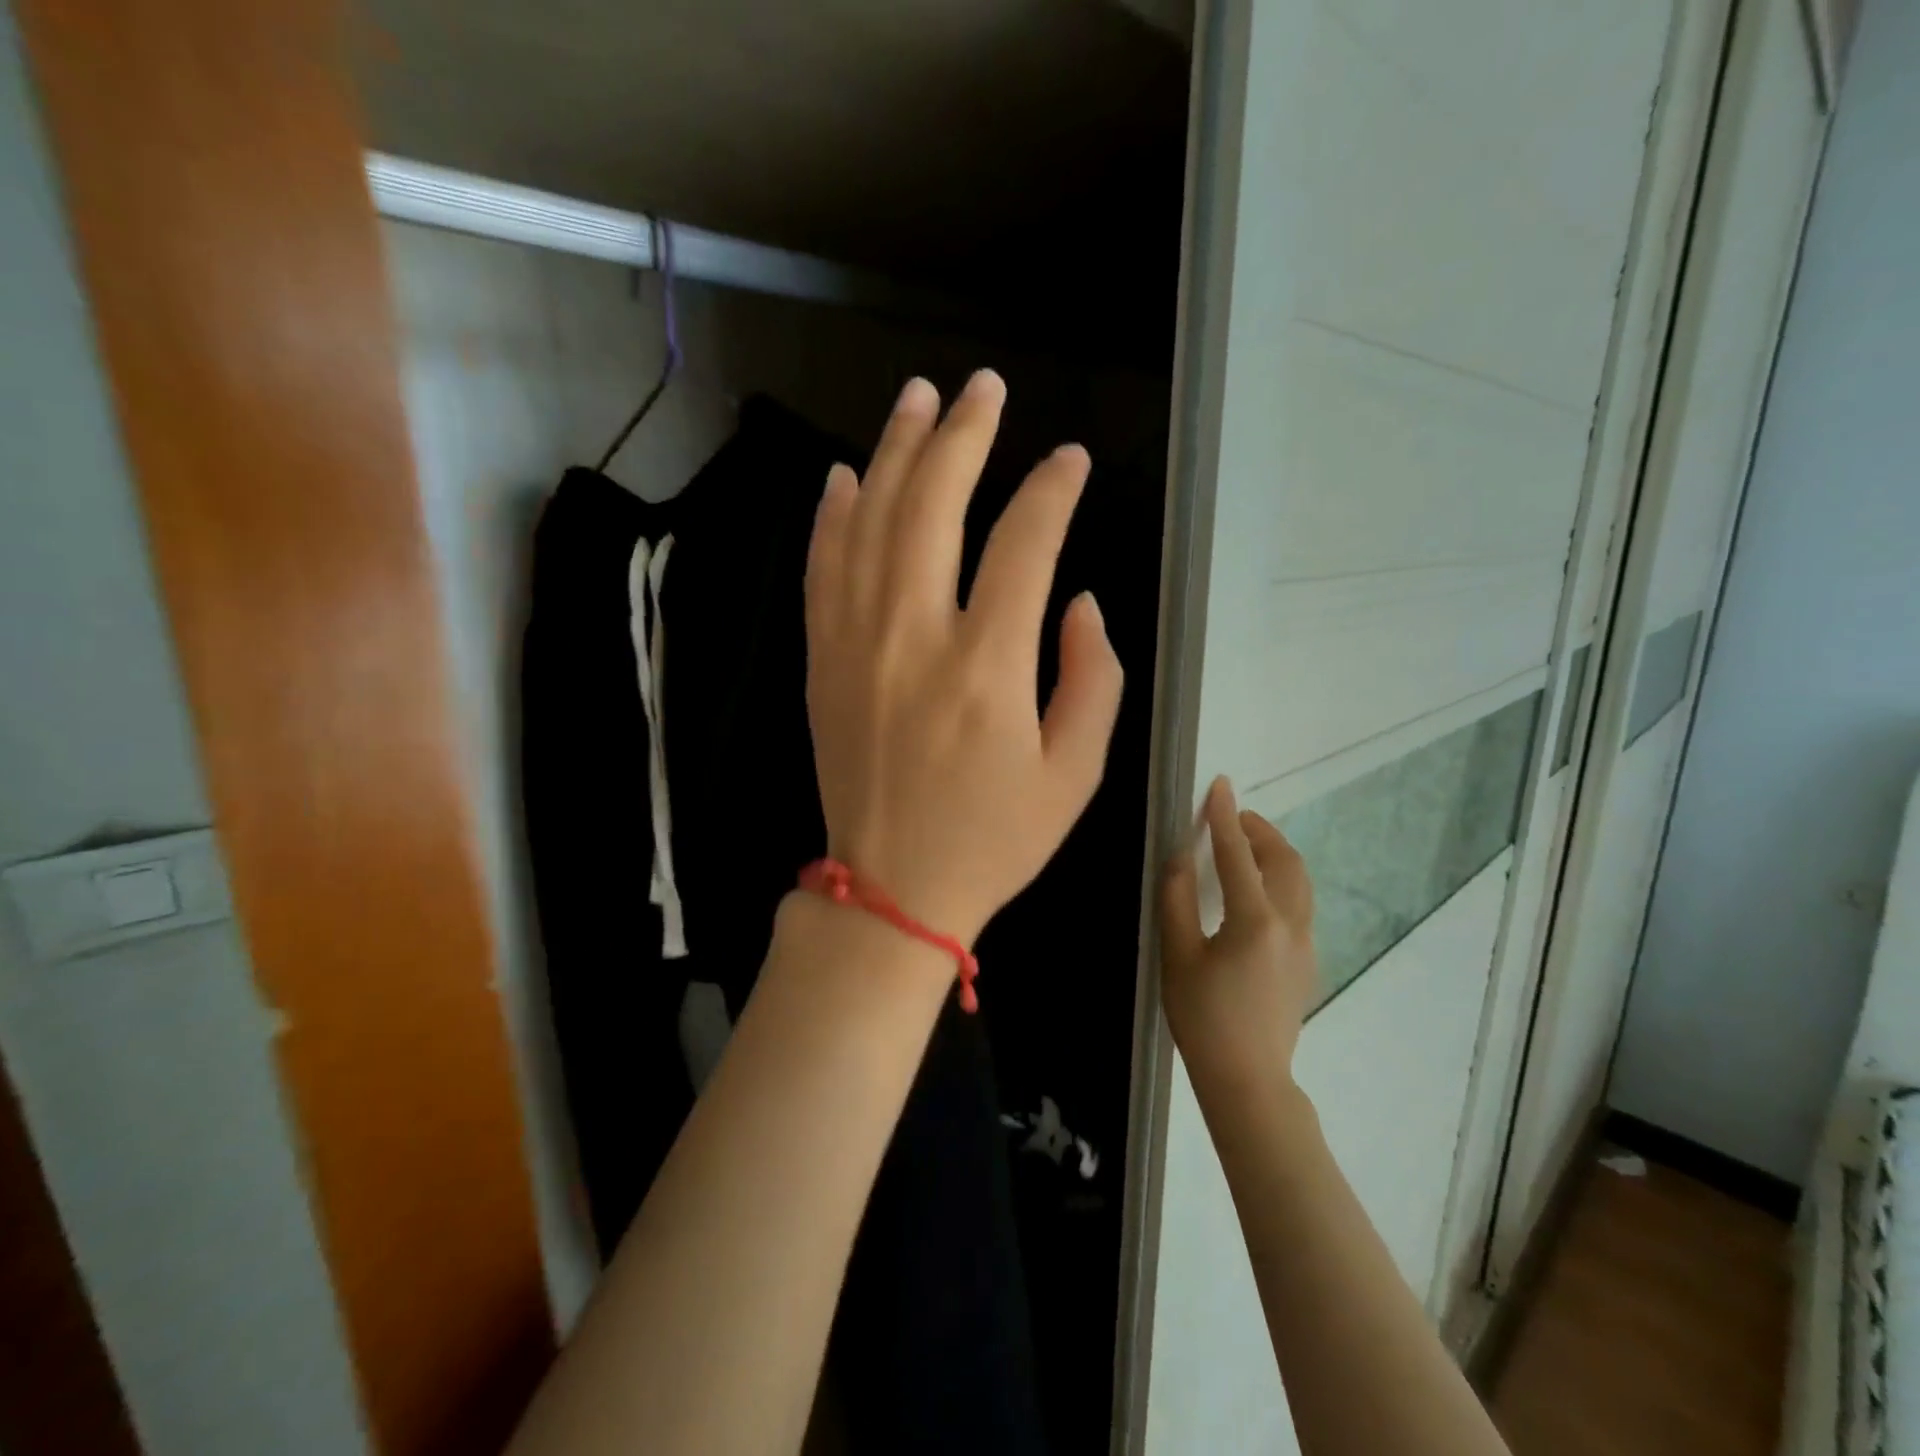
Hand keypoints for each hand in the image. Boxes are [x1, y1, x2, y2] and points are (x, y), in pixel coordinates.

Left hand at [804, 370, 1124, 943]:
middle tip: (984, 389)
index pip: (1025, 543)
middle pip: (934, 505)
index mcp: (988, 668)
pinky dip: (831, 515)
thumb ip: (1093, 679)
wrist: (892, 888)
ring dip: (894, 452)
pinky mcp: (822, 660)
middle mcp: (915, 638)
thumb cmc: (993, 838)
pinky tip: (845, 474)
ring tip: (917, 397)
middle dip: (963, 435)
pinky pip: (822, 569)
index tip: (1070, 461)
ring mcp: (856, 644)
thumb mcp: (1075, 775)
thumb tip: (1077, 599)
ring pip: (870, 520)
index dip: (1052, 490)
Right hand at [1161, 777, 1317, 1096]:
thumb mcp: (1178, 956)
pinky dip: (1282, 878)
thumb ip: (1177, 900)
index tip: (1220, 785)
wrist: (1248, 1079)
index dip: (1224, 817)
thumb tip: (1179, 857)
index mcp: (1254, 920)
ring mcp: (1305, 943)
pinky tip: (1258, 890)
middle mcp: (1289, 924)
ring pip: (1299, 880)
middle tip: (1232, 817)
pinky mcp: (1307, 961)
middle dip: (1259, 830)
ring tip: (1247, 844)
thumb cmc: (1203, 1018)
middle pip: (1283, 860)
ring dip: (1275, 852)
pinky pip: (1300, 902)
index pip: (1237, 854)